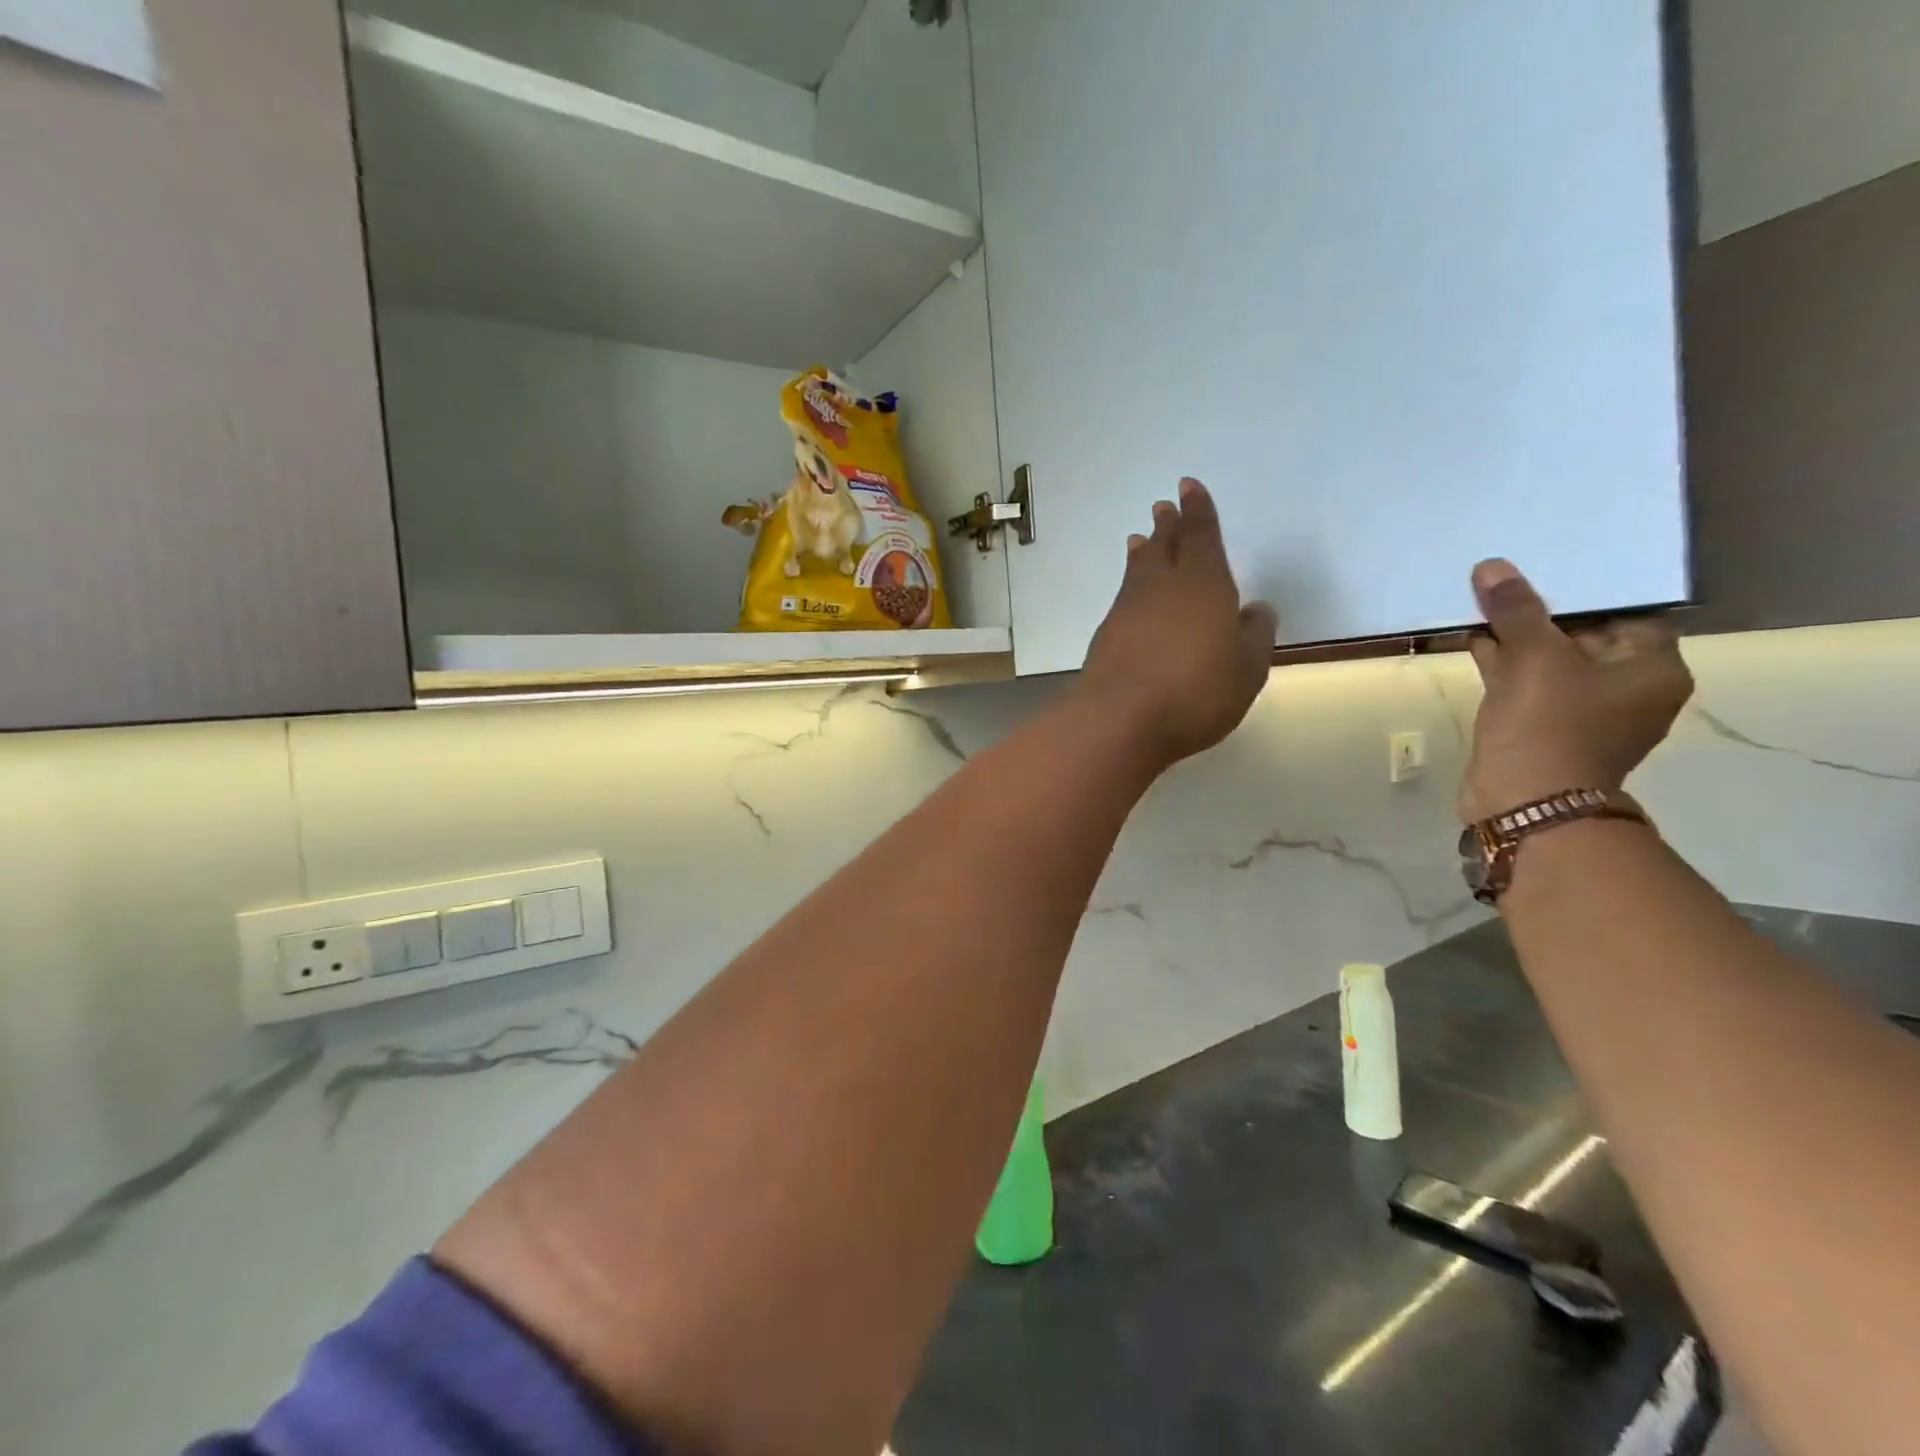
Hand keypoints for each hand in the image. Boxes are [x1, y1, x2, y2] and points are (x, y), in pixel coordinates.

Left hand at [1077, 478, 1277, 766]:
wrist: (1120, 719)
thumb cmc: (1195, 693)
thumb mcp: (1246, 669)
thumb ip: (1255, 635)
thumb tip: (1256, 609)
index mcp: (1204, 584)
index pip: (1201, 536)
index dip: (1198, 510)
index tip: (1188, 487)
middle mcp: (1162, 587)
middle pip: (1164, 546)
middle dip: (1167, 525)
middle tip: (1163, 507)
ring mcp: (1128, 609)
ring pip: (1138, 570)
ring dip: (1143, 552)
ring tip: (1140, 540)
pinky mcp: (1107, 635)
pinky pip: (1123, 597)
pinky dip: (1129, 585)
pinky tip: (1131, 595)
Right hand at [1461, 559, 1692, 822]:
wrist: (1525, 801)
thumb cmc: (1549, 724)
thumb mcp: (1534, 658)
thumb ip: (1516, 611)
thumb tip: (1492, 567)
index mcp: (1652, 669)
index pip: (1628, 612)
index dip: (1588, 591)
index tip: (1548, 570)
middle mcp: (1628, 689)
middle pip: (1586, 635)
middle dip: (1543, 613)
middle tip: (1507, 584)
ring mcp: (1585, 712)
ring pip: (1551, 661)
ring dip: (1518, 638)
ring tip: (1481, 608)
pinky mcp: (1546, 728)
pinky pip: (1529, 684)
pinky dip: (1505, 664)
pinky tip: (1474, 642)